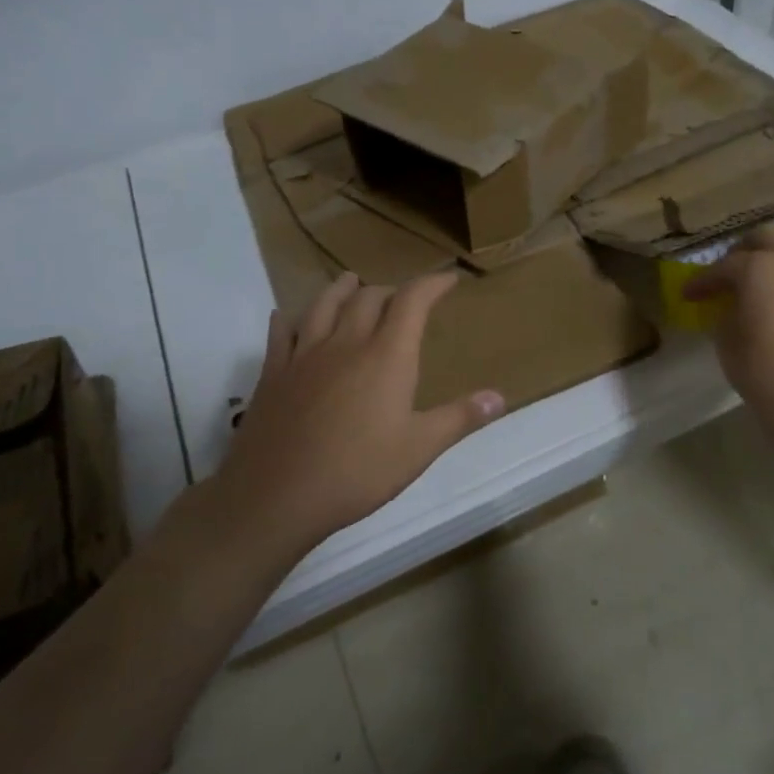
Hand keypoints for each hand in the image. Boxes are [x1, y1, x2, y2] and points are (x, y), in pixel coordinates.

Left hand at [219, 271, 504, 547]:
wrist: (276, 495)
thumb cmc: (357, 472)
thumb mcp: (419, 449)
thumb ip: (459, 418)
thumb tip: (500, 396)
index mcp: (386, 356)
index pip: (412, 301)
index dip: (432, 284)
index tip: (448, 279)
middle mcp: (346, 343)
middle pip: (368, 298)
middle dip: (390, 291)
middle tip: (402, 297)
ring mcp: (305, 355)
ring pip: (324, 305)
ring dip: (341, 289)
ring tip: (351, 281)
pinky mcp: (274, 373)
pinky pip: (281, 334)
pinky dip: (289, 319)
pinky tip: (286, 317)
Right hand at [680, 229, 773, 443]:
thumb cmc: (763, 372)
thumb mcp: (727, 342)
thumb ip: (726, 313)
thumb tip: (730, 306)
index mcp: (759, 269)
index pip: (723, 267)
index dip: (702, 281)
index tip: (689, 294)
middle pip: (765, 240)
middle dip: (742, 253)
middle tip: (727, 276)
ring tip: (770, 281)